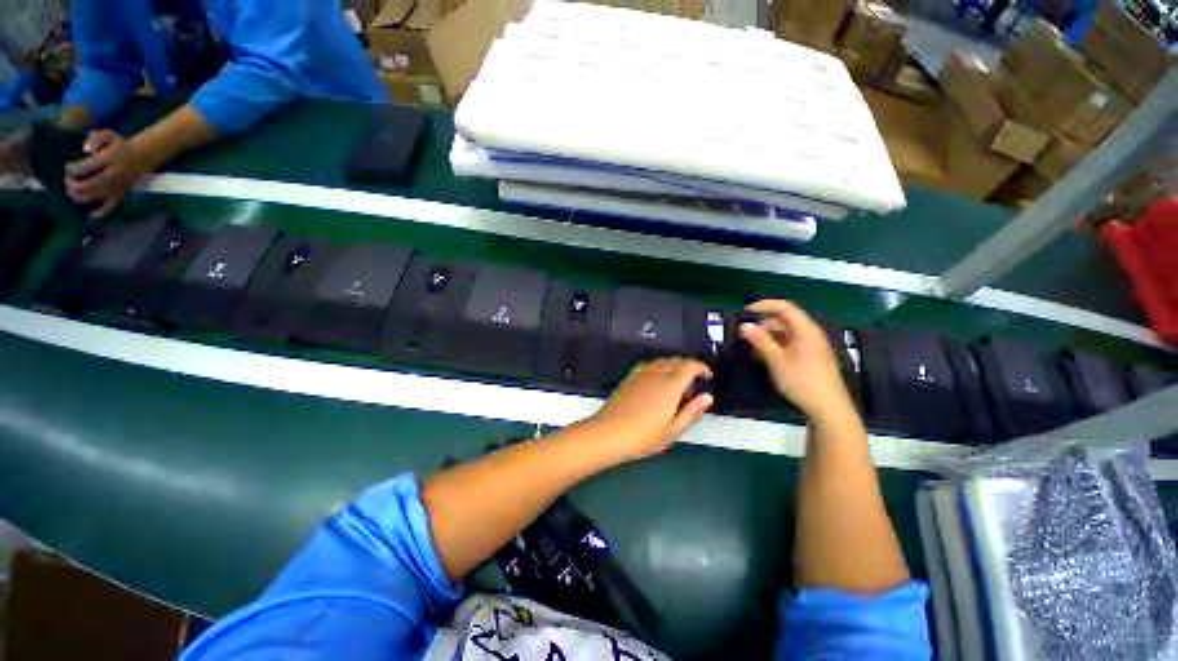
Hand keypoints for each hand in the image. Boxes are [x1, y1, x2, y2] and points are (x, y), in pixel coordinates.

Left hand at [64, 130, 151, 217]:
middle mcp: (114, 175)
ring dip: (81, 196)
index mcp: (111, 159)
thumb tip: (86, 149)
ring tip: (72, 193)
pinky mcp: (121, 194)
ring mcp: (118, 187)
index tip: (66, 168)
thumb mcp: (110, 135)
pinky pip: (110, 206)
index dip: (73, 169)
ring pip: (96, 196)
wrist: (143, 156)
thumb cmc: (121, 144)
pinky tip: (90, 215)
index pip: (87, 166)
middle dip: (75, 185)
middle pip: (90, 184)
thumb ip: (97, 137)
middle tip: (67, 181)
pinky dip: (100, 212)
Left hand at [589, 358, 713, 459]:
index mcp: (670, 385)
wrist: (610, 432)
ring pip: (662, 362)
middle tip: (690, 390)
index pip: (689, 366)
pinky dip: (658, 370)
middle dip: (688, 369)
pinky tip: (656, 385)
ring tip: (674, 389)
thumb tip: (707, 397)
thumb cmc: (645, 436)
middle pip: (676, 361)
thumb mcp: (674, 430)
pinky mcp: (630, 377)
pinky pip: (649, 366)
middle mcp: (656, 373)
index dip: (701, 368)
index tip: (707, 375)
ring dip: (673, 368)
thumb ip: (692, 412)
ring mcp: (641, 374)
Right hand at [739, 300, 855, 424]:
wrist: (828, 408)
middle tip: (746, 336)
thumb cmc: (801, 381)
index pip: (785, 307)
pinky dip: (777, 347)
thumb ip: (760, 340)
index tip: (746, 311)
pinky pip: (792, 344)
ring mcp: (813, 346)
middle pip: (785, 320)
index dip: (764, 305)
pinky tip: (766, 358)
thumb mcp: (776, 360)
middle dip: (764, 325)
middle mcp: (811, 334)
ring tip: (753, 349)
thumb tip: (744, 325)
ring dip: (769, 337)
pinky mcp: (813, 358)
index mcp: (805, 330)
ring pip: (787, 334)